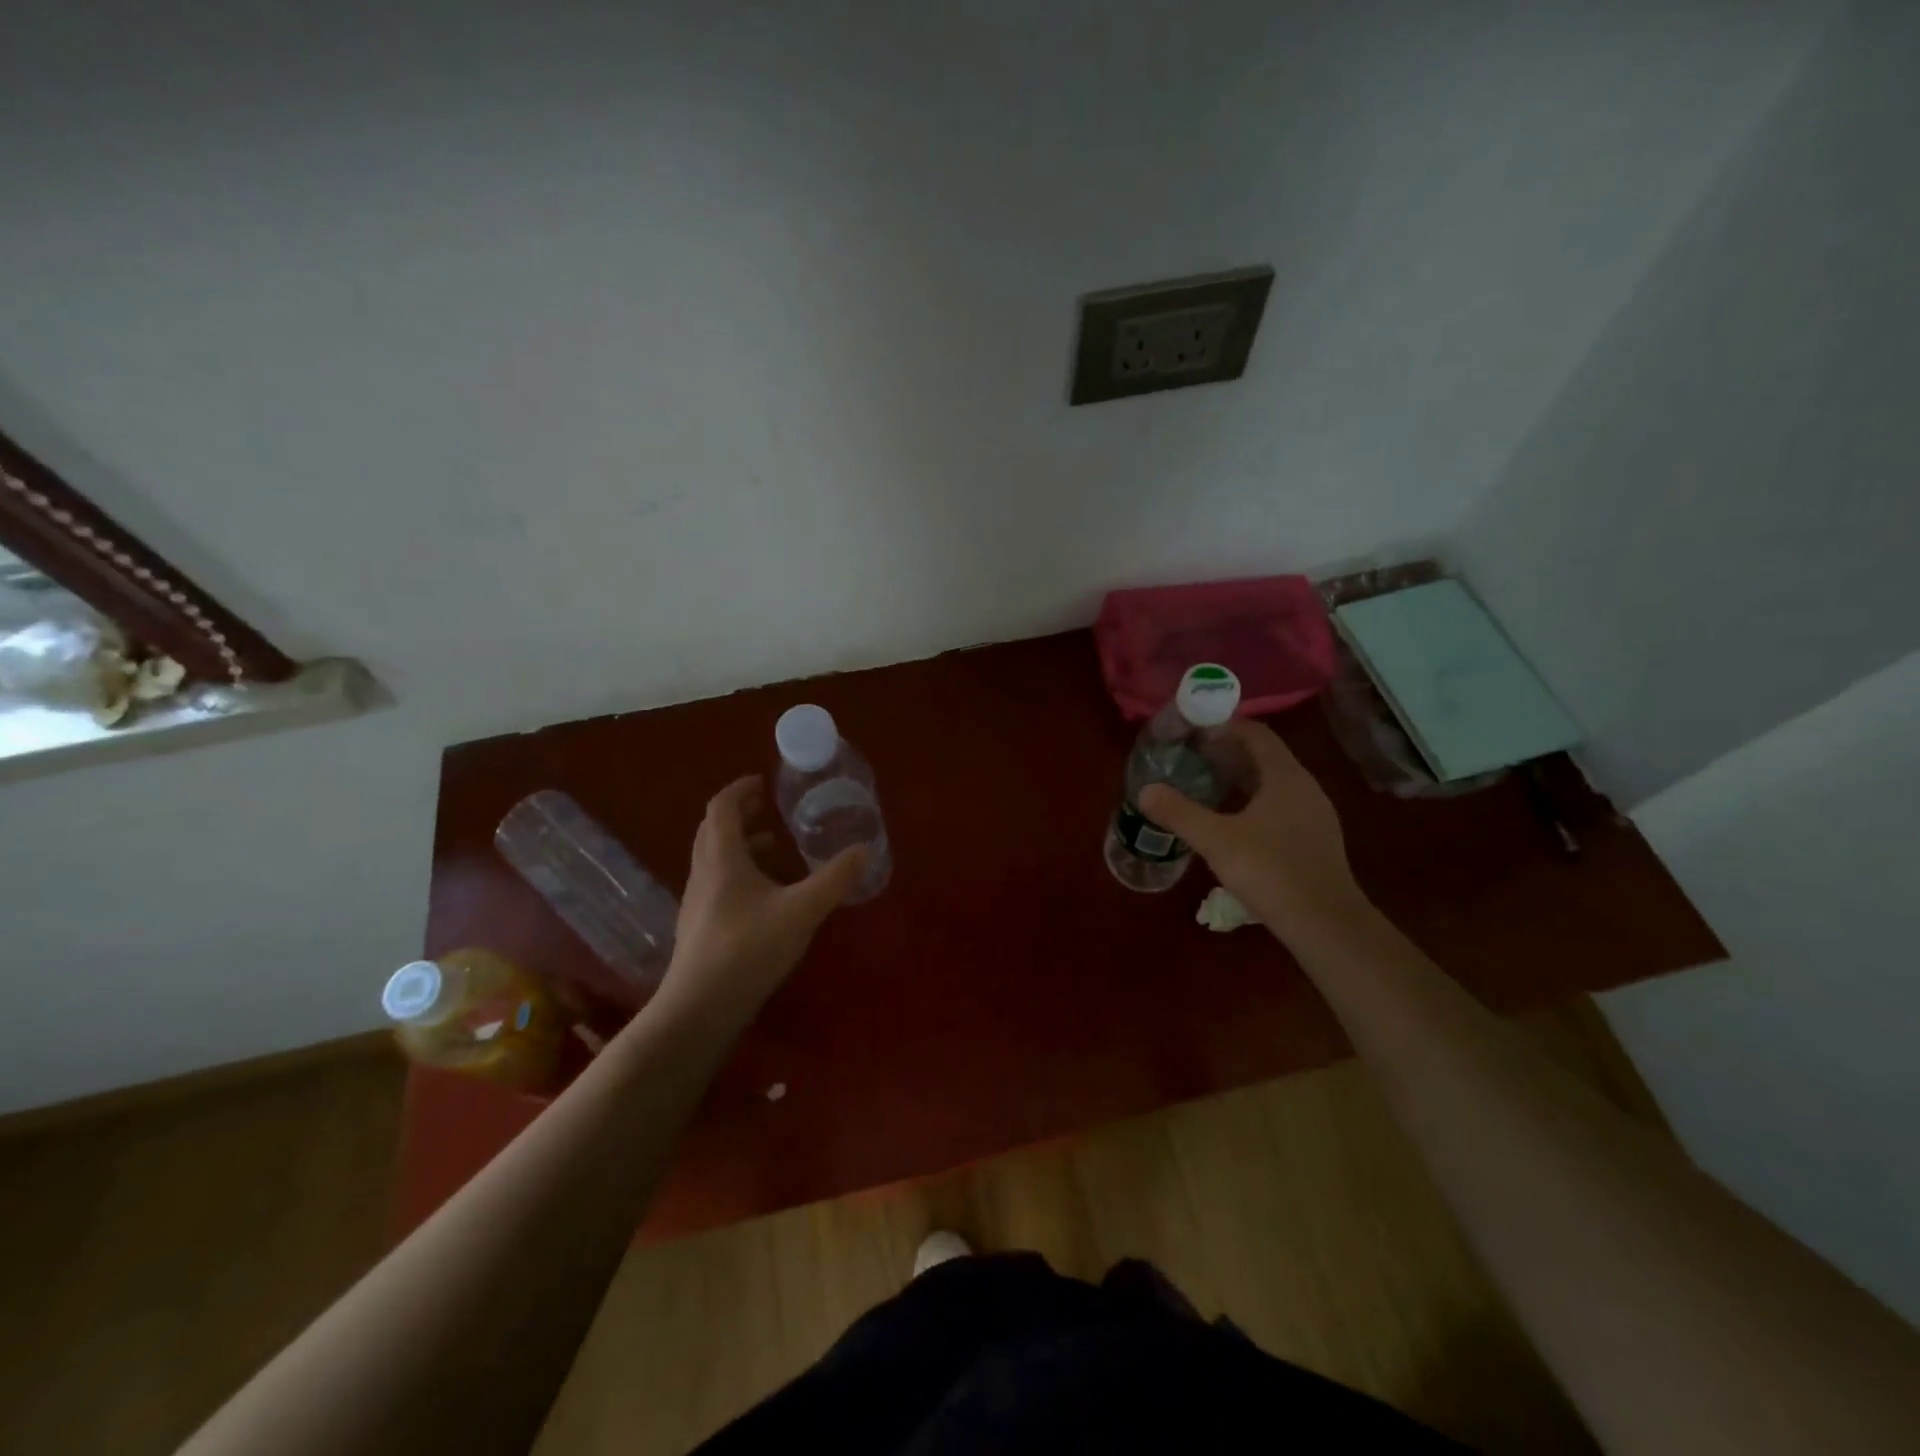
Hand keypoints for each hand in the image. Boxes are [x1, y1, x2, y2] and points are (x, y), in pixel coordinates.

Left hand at [659, 776, 866, 1020]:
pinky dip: (739, 871)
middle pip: (713, 829)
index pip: (721, 807)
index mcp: (722, 858)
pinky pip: (717, 882)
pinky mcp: (700, 927)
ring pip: (714, 858)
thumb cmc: (748, 949)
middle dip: (739, 813)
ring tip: (772, 845)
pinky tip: (765, 893)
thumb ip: (834, 879)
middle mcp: (704, 873)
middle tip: (767, 806)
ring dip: (739, 843)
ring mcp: (698, 902)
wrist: (700, 1008)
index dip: (740, 789)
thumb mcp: (802, 911)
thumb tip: (864, 850)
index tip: (763, 781)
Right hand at [1138, 720, 1364, 934]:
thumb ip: (1179, 813)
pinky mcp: (1315, 841)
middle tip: (1192, 759)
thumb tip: (1145, 790)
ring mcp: (1315, 816)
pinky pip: (1281, 807)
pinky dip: (1254, 803)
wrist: (1326, 925)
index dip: (1225, 727)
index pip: (1256, 734)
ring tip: (1207, 787)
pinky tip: (1233, 823)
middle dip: (1229, 753)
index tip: (1193, 732)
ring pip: (1274, 784)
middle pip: (1265, 757)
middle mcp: (1306, 788)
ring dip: (1241, 779)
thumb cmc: (1271, 872)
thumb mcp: (1217, 841)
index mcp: (1286, 777)